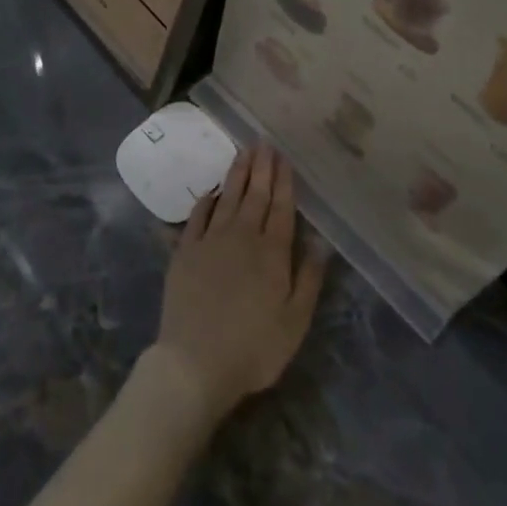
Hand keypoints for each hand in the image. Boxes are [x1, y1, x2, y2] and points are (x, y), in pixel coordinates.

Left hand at [147, 146, 326, 425]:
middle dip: (262, 167)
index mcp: (273, 252)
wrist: (195, 363)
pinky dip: (206, 200)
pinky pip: (198, 216)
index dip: (283, 181)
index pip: (281, 207)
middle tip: (264, 142)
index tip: (284, 157)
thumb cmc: (253, 348)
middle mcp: (243, 237)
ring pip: (228, 198)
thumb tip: (321, 241)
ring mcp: (211, 241)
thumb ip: (309, 278)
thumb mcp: (295, 322)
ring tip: (243, 152)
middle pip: (255, 195)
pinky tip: (212, 190)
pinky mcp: (185, 252)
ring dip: (237, 174)